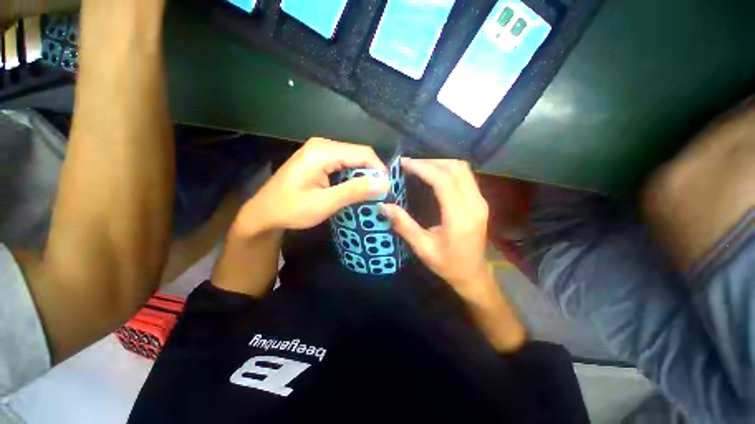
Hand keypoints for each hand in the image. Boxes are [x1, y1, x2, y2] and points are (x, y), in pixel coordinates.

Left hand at [233, 138, 388, 235]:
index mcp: (323, 151)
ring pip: (353, 161)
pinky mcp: (319, 160)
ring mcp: (320, 152)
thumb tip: (385, 183)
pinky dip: (353, 178)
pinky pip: (344, 166)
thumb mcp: (324, 203)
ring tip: (371, 195)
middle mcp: (323, 145)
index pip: (363, 154)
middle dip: (372, 174)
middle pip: (359, 155)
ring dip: (363, 178)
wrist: (264, 213)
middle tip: (380, 195)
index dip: (379, 170)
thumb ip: (354, 191)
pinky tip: (356, 191)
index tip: (387, 190)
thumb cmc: (290, 209)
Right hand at [380, 158, 491, 299]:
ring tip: (419, 166)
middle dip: (430, 162)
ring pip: (462, 169)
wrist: (474, 275)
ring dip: (440, 163)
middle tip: (409, 164)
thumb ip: (403, 225)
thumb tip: (383, 206)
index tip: (404, 163)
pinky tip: (434, 174)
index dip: (423, 167)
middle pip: (455, 168)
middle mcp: (475, 204)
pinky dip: (448, 169)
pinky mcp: (480, 201)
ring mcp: (481, 201)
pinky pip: (465, 176)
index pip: (443, 180)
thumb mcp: (422, 248)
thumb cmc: (448, 265)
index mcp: (460, 217)